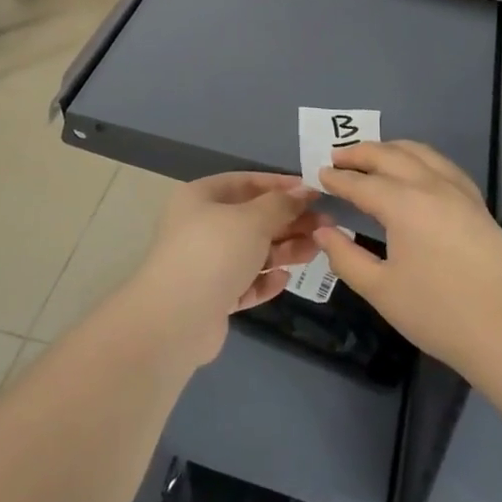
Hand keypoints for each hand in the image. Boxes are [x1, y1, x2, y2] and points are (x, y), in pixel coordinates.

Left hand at [129, 172, 327, 363]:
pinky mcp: (211, 297)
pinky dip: (264, 280)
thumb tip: (303, 192)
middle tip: (325, 224)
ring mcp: (205, 263)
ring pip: (251, 251)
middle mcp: (200, 226)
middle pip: (251, 218)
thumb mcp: (253, 219)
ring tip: (316, 249)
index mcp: (201, 197)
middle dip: (288, 221)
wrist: (176, 320)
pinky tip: (284, 279)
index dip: (280, 185)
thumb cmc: (215, 253)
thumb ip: (281, 204)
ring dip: (283, 250)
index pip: (245, 182)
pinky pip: (244, 282)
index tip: (313, 192)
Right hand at [315, 141, 501, 376]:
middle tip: (337, 156)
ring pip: (420, 152)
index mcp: (403, 205)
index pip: (361, 183)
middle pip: (390, 156)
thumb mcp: (380, 290)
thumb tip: (323, 231)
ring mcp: (458, 191)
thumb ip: (346, 257)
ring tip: (372, 155)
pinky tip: (416, 169)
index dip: (337, 179)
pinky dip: (420, 158)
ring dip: (391, 149)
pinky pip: (443, 165)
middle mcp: (430, 186)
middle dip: (360, 153)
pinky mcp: (476, 202)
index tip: (319, 174)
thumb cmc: (437, 313)